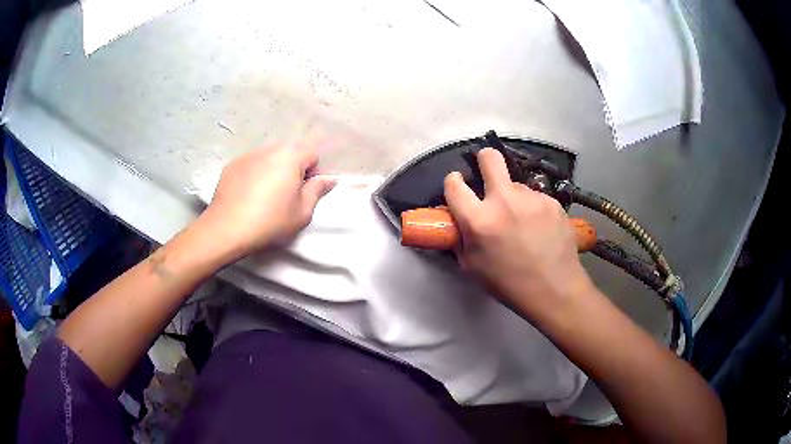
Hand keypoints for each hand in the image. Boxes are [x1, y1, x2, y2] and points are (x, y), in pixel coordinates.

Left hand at [200, 144, 335, 257]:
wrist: (226, 229)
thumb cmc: (270, 221)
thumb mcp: (302, 212)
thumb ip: (317, 190)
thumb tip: (329, 178)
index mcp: (290, 156)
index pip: (312, 155)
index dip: (313, 174)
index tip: (305, 193)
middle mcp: (269, 148)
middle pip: (290, 153)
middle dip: (293, 169)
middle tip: (287, 195)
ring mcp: (248, 155)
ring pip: (269, 158)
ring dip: (273, 170)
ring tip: (265, 196)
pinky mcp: (232, 165)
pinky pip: (251, 165)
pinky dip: (254, 174)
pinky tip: (248, 196)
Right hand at [443, 148, 593, 320]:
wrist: (554, 290)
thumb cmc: (508, 284)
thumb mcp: (471, 266)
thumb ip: (461, 237)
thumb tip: (459, 218)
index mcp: (479, 220)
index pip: (454, 184)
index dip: (453, 182)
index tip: (458, 185)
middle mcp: (505, 201)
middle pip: (490, 157)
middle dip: (484, 159)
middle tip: (487, 171)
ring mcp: (532, 198)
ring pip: (516, 184)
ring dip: (513, 197)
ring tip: (522, 223)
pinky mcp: (552, 201)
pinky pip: (535, 197)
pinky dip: (532, 208)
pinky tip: (540, 228)